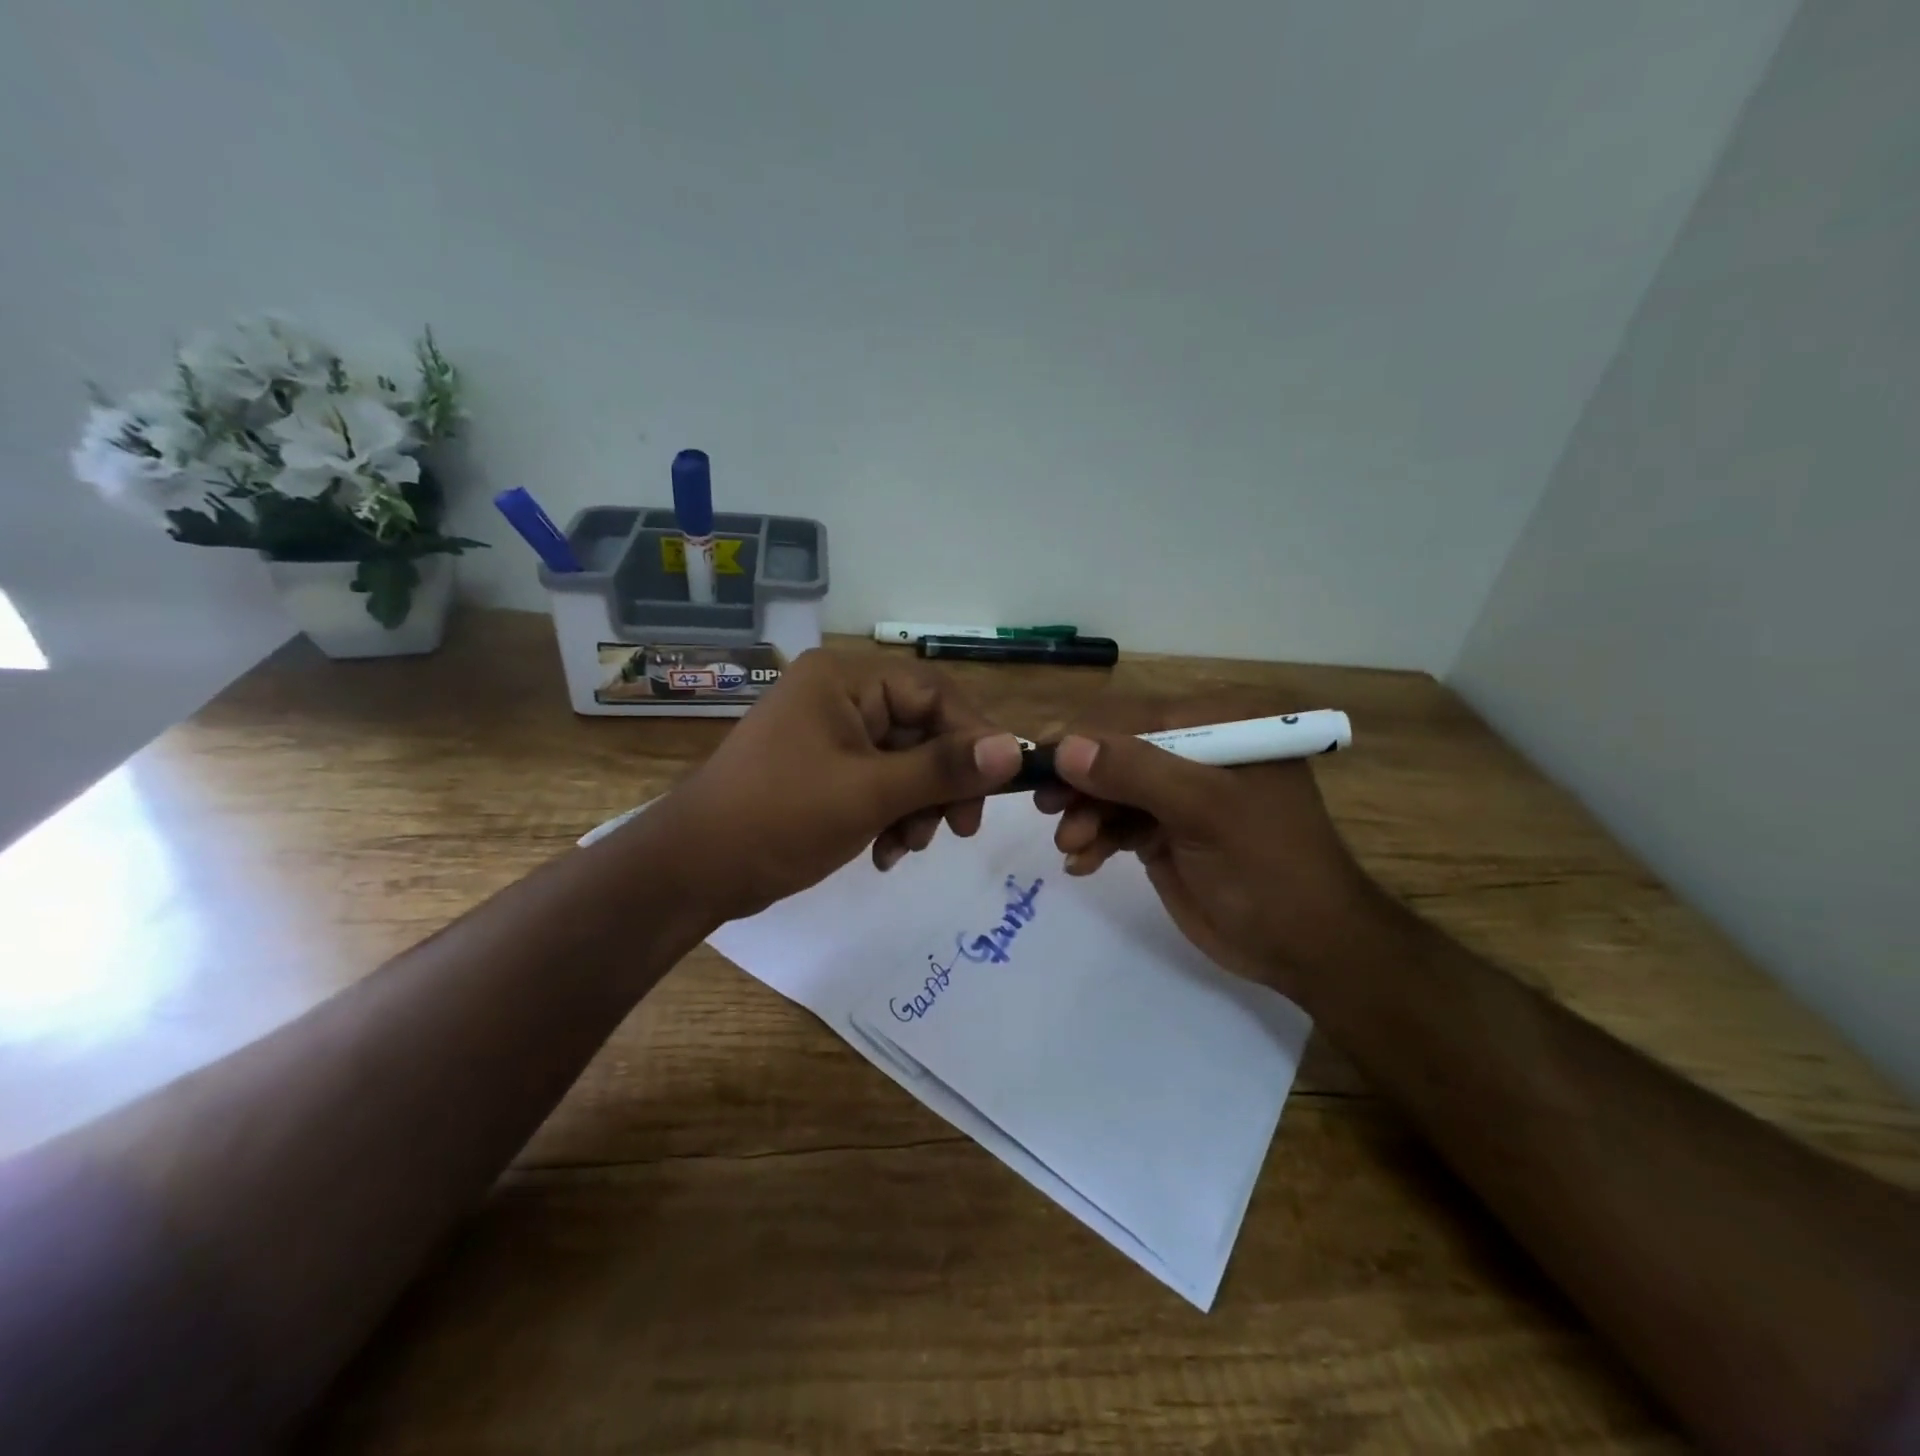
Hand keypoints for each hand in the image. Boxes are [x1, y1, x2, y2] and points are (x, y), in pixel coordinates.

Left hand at [649, 650, 1022, 923]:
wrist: (693, 871)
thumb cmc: (780, 818)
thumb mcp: (870, 793)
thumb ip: (945, 769)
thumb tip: (1016, 749)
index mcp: (844, 680)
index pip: (934, 693)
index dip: (973, 738)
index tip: (997, 788)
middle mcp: (838, 696)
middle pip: (921, 730)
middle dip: (941, 784)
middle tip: (959, 829)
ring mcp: (828, 735)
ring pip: (904, 763)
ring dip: (918, 807)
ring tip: (907, 847)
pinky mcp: (823, 770)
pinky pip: (878, 783)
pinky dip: (891, 816)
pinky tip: (885, 853)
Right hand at [1035, 694, 1375, 996]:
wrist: (1306, 948)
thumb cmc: (1268, 867)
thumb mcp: (1205, 811)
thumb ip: (1136, 773)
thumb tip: (1065, 748)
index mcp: (1220, 724)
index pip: (1135, 716)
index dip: (1083, 737)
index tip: (1037, 763)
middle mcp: (1197, 749)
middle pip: (1116, 751)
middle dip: (1081, 782)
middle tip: (1047, 809)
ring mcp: (1179, 793)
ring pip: (1109, 789)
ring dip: (1083, 815)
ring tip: (1071, 847)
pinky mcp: (1165, 830)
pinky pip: (1116, 822)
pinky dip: (1094, 839)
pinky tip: (1082, 863)